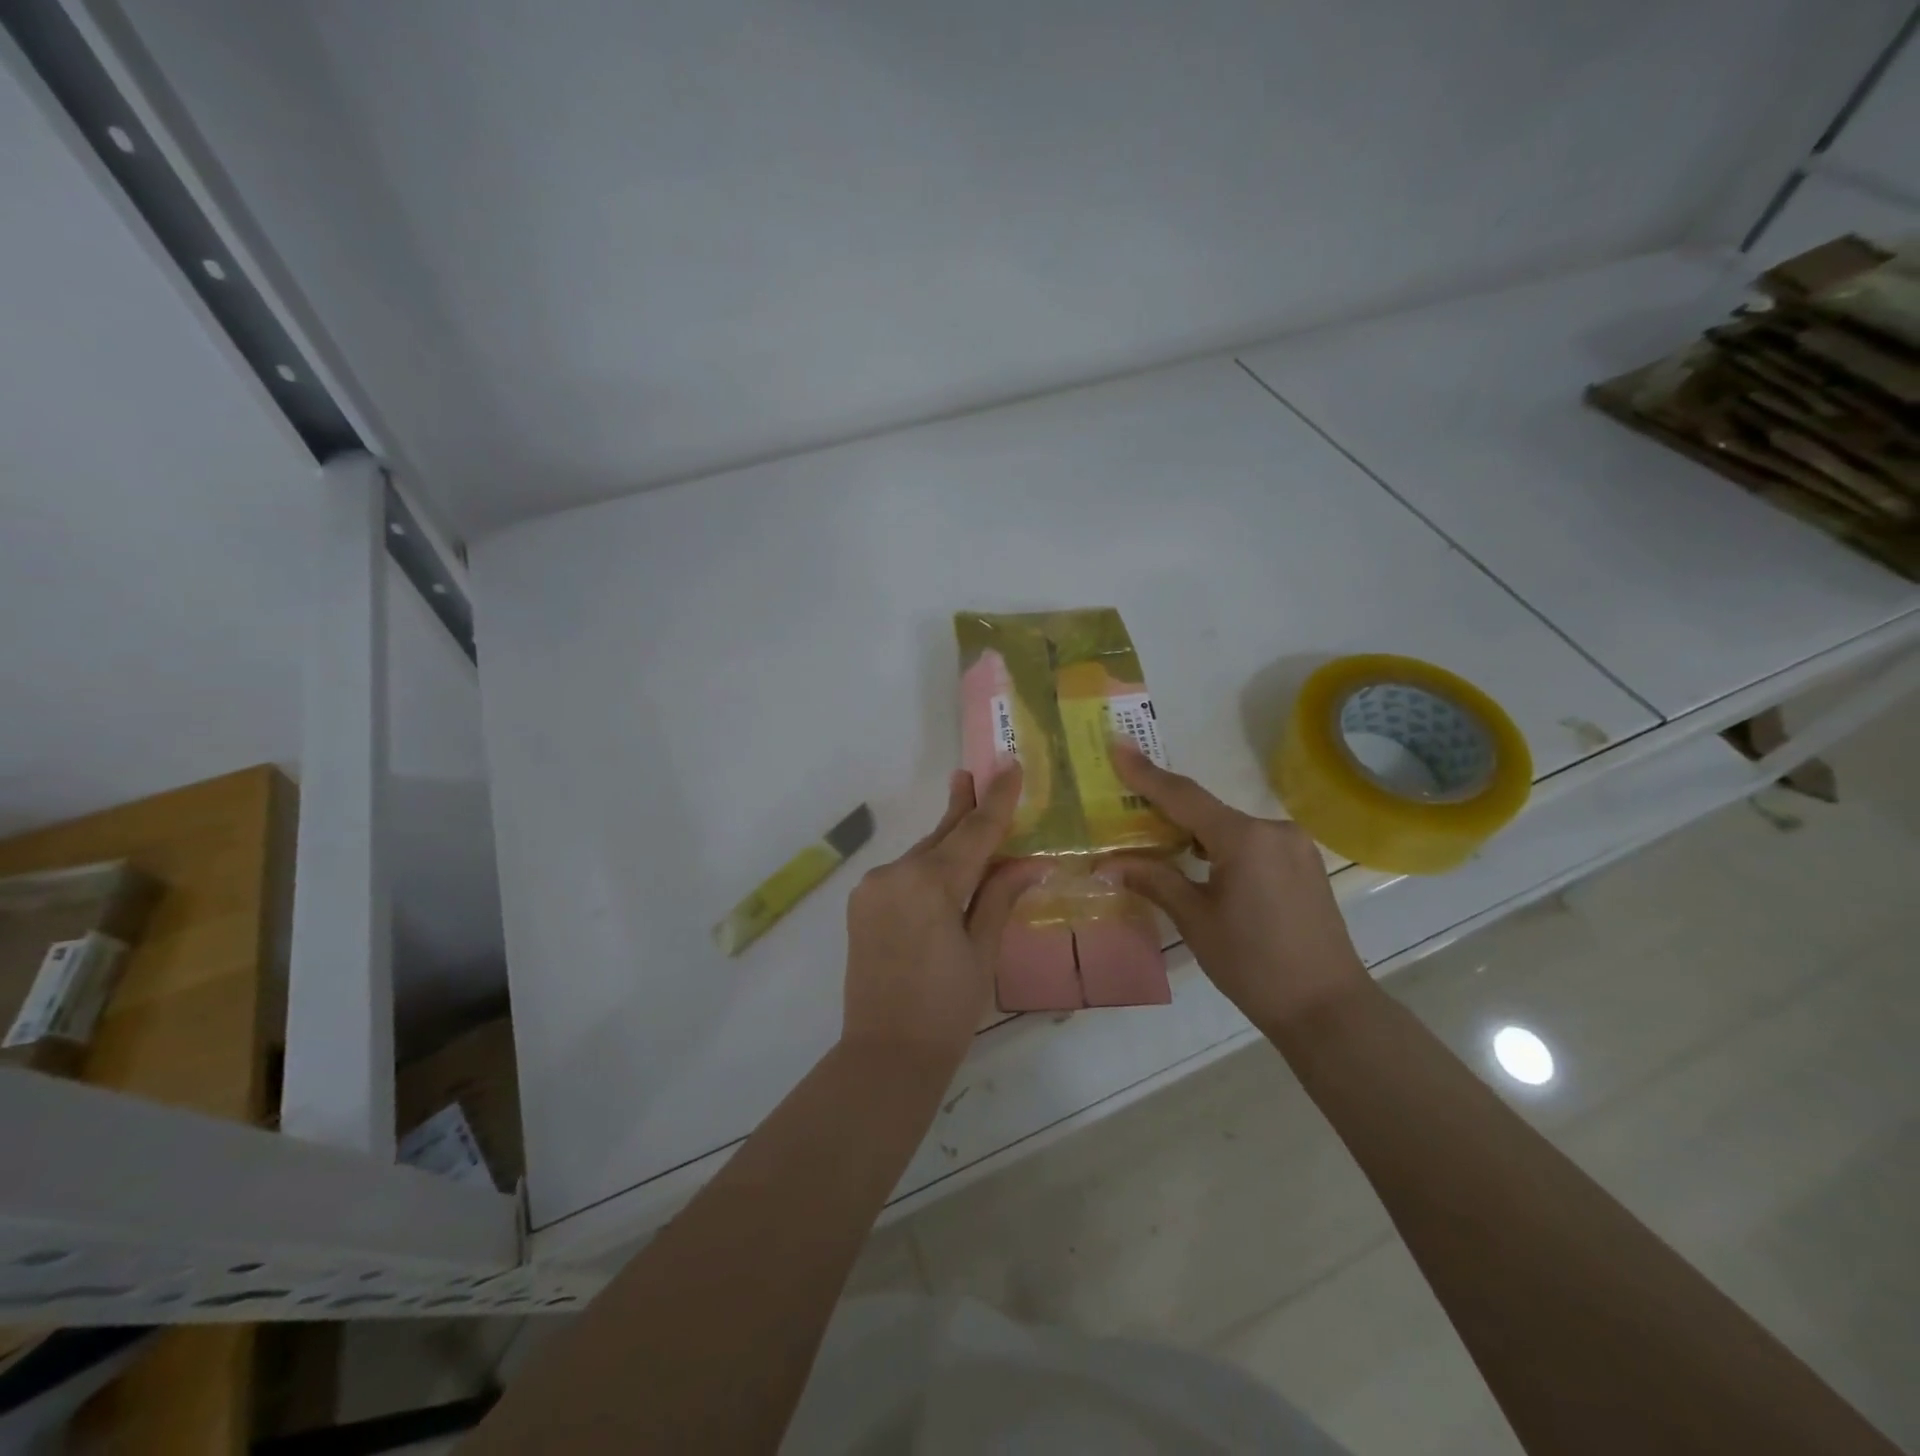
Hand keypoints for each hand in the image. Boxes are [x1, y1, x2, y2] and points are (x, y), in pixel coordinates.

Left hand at [841, 767, 1044, 1068]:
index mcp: (930, 883)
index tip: (1009, 765)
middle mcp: (896, 873)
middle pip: (941, 835)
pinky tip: (942, 868)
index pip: (974, 832)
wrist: (885, 1054)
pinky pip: (903, 874)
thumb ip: (1000, 897)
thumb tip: (1031, 863)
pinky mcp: (862, 904)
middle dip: (963, 807)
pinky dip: (927, 868)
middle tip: (974, 774)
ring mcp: (873, 888)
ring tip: (967, 817)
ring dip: (946, 842)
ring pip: (921, 855)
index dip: (996, 800)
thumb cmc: (947, 1008)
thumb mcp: (982, 951)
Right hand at [1102, 743, 1369, 1032]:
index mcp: (1244, 839)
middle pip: (1207, 810)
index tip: (1117, 744)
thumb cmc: (1254, 966)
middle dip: (1167, 809)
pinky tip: (1203, 863)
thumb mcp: (1196, 921)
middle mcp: (1273, 830)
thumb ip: (1155, 880)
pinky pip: (1252, 842)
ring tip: (1159, 843)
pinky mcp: (1304, 864)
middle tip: (1128, 806)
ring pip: (1230, 827)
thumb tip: (1108, 863)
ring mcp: (1294, 846)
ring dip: (1195, 832)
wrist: (1328, 1009)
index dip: (1145, 773)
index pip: (1183, 797)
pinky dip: (1222, 846)